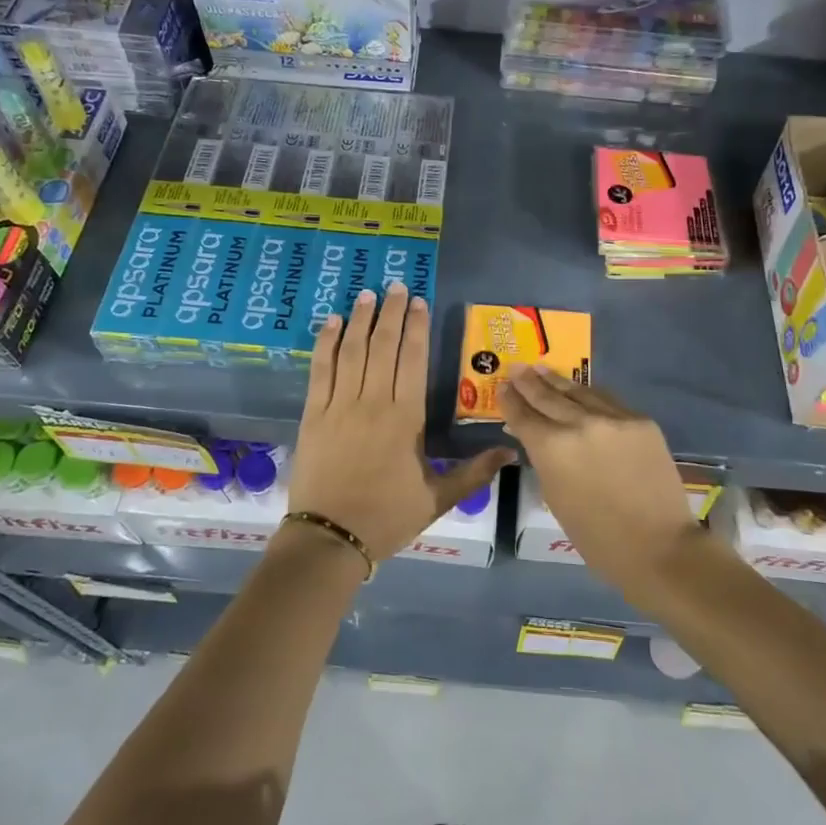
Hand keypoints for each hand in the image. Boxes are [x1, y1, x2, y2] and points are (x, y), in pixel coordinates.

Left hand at [286, 281, 514, 562]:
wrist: (330, 538)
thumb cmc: (387, 518)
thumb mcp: (437, 498)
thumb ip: (474, 472)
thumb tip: (512, 452)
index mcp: (405, 419)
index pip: (413, 360)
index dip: (415, 328)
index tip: (418, 302)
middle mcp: (373, 402)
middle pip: (383, 346)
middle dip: (390, 313)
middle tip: (394, 285)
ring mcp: (339, 406)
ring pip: (351, 351)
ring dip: (359, 320)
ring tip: (366, 294)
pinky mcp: (313, 414)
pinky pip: (320, 370)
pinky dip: (325, 343)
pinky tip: (330, 322)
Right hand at [499, 366, 698, 592]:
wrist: (658, 545)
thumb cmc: (596, 536)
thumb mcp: (555, 497)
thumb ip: (543, 460)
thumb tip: (534, 437)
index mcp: (552, 448)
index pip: (523, 415)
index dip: (509, 400)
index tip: (502, 388)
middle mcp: (579, 424)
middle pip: (547, 396)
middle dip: (529, 382)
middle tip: (516, 368)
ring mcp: (613, 418)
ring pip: (578, 392)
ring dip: (557, 381)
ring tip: (542, 369)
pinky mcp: (640, 420)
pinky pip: (607, 401)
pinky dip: (589, 394)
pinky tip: (581, 389)